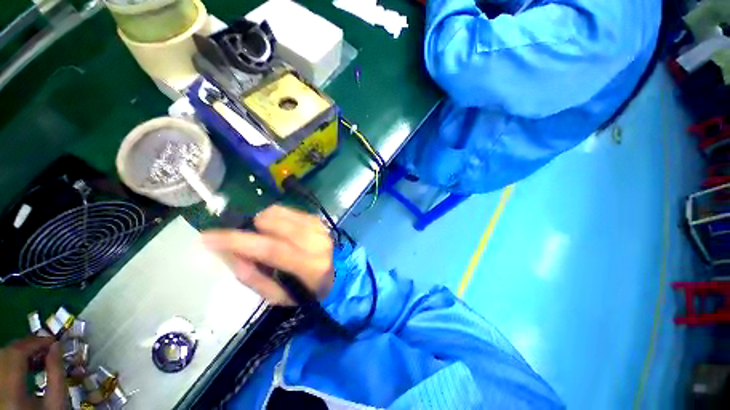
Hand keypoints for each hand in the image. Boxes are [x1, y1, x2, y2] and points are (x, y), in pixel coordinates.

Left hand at [0, 337, 65, 409]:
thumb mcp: (57, 403)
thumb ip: (57, 374)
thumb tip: (57, 346)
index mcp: (10, 392)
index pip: (16, 354)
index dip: (34, 342)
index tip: (53, 341)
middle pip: (6, 354)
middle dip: (27, 346)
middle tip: (47, 346)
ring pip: (2, 358)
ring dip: (20, 352)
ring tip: (38, 355)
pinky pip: (2, 365)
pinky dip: (14, 360)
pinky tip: (26, 365)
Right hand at [202, 205, 334, 305]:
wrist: (334, 275)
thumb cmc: (304, 290)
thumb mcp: (276, 295)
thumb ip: (251, 276)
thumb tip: (228, 252)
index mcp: (310, 266)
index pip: (271, 249)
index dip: (237, 241)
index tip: (208, 236)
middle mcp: (317, 242)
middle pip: (274, 223)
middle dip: (251, 228)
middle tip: (248, 240)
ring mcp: (319, 227)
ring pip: (279, 212)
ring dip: (264, 222)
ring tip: (266, 236)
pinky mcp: (318, 219)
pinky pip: (288, 210)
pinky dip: (276, 218)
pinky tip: (280, 230)